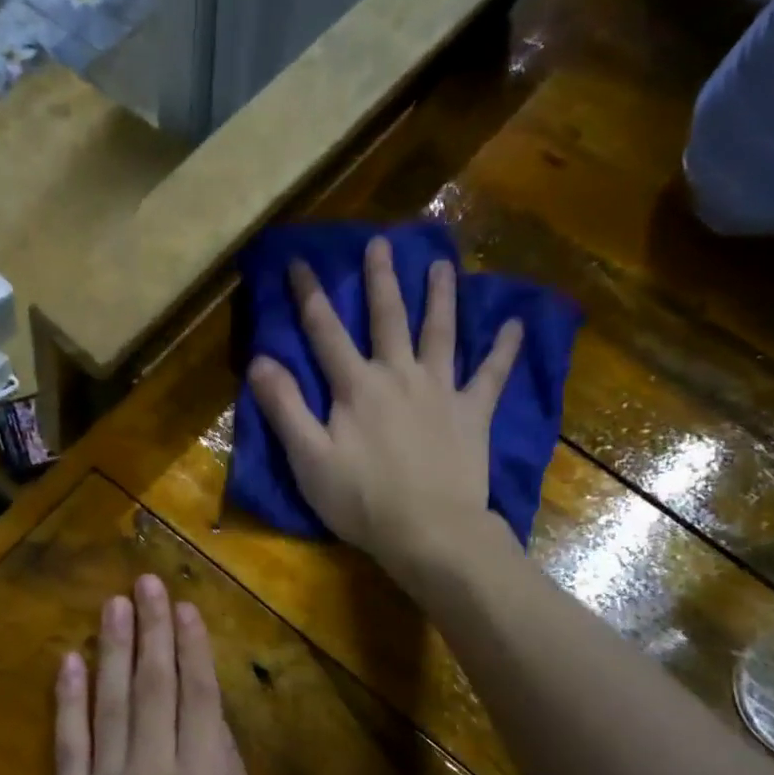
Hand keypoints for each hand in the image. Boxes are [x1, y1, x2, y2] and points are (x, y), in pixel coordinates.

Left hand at [51, 575, 262, 774]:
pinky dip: (68, 701)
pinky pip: (68, 744)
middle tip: (146, 582)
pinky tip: (70, 663)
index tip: (185, 607)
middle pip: (154, 686)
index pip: (198, 696)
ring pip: (112, 702)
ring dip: (114, 650)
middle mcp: (153, 772)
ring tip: (114, 605)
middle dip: (152, 629)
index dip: (192, 647)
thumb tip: (215, 727)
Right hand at [246, 236, 521, 576]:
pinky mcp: (472, 413)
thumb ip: (285, 407)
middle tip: (380, 243)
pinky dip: (503, 349)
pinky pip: (491, 375)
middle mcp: (399, 375)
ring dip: (440, 296)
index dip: (310, 295)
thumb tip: (260, 360)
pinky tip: (513, 324)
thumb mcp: (308, 458)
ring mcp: (440, 391)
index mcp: (356, 386)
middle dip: (380, 280)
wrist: (429, 531)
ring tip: (441, 265)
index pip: (325, 331)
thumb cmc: (361, 500)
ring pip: (440, 332)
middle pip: (388, 318)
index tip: (299, 261)